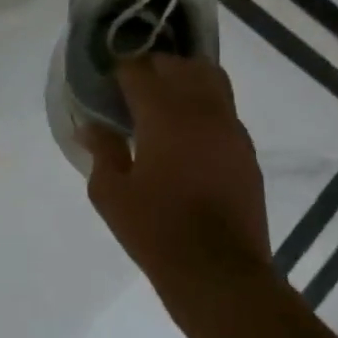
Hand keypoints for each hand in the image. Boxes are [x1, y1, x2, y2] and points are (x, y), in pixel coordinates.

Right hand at [81, 56, 271, 276]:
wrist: (218, 272)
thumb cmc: (155, 230)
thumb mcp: (110, 193)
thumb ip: (101, 151)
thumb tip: (91, 127)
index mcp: (164, 116)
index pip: (139, 70)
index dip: (119, 70)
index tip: (105, 81)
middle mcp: (202, 111)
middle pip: (180, 65)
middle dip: (153, 68)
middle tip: (131, 88)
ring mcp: (230, 129)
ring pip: (210, 79)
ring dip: (183, 80)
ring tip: (162, 102)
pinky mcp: (246, 150)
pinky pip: (223, 109)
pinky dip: (202, 106)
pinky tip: (184, 134)